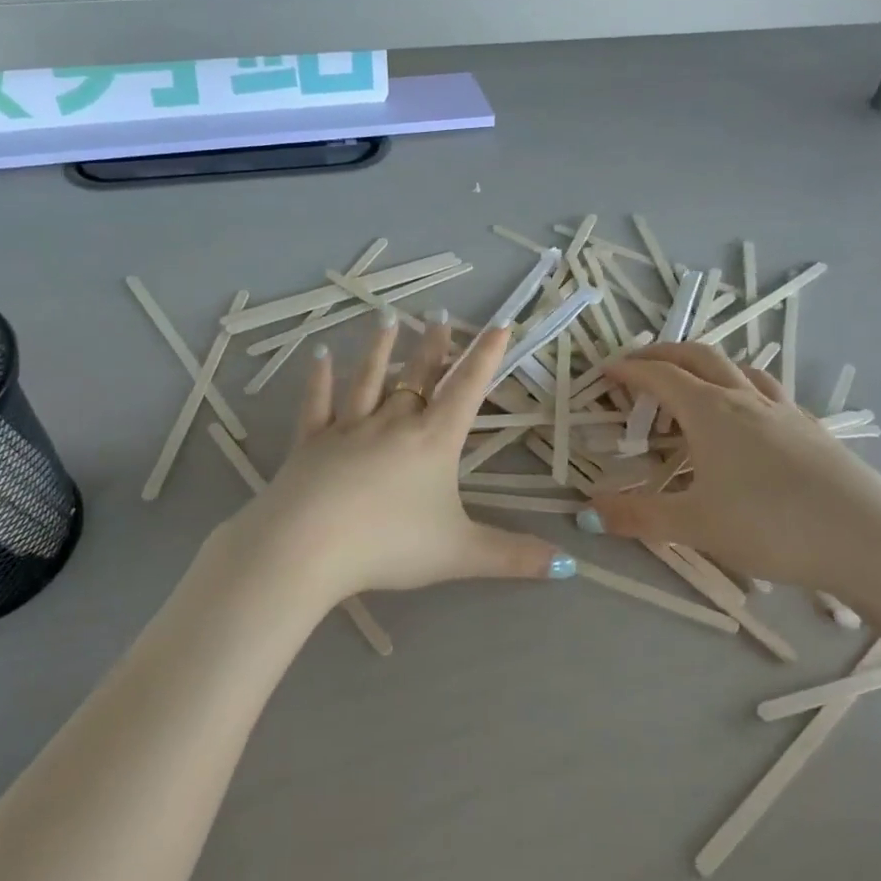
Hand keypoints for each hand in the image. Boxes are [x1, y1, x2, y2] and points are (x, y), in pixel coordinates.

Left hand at [207, 313, 568, 609]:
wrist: (309, 545)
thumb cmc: (390, 544)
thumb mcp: (460, 554)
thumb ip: (514, 557)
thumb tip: (571, 566)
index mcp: (432, 442)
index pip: (466, 389)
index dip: (485, 356)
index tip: (499, 324)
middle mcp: (392, 423)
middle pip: (417, 376)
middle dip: (433, 346)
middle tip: (439, 314)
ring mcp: (347, 428)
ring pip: (367, 379)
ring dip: (379, 349)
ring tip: (388, 319)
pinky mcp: (310, 442)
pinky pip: (317, 403)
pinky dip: (318, 379)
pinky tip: (318, 356)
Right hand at [579, 343, 880, 608]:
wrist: (870, 540)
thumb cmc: (772, 526)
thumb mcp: (695, 526)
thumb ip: (639, 516)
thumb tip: (589, 512)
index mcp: (711, 411)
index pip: (660, 376)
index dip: (629, 370)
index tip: (605, 372)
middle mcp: (746, 399)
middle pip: (699, 356)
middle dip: (664, 353)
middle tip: (639, 364)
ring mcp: (785, 411)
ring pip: (739, 369)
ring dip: (707, 365)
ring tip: (693, 383)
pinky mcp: (813, 430)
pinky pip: (768, 392)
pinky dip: (742, 388)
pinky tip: (749, 417)